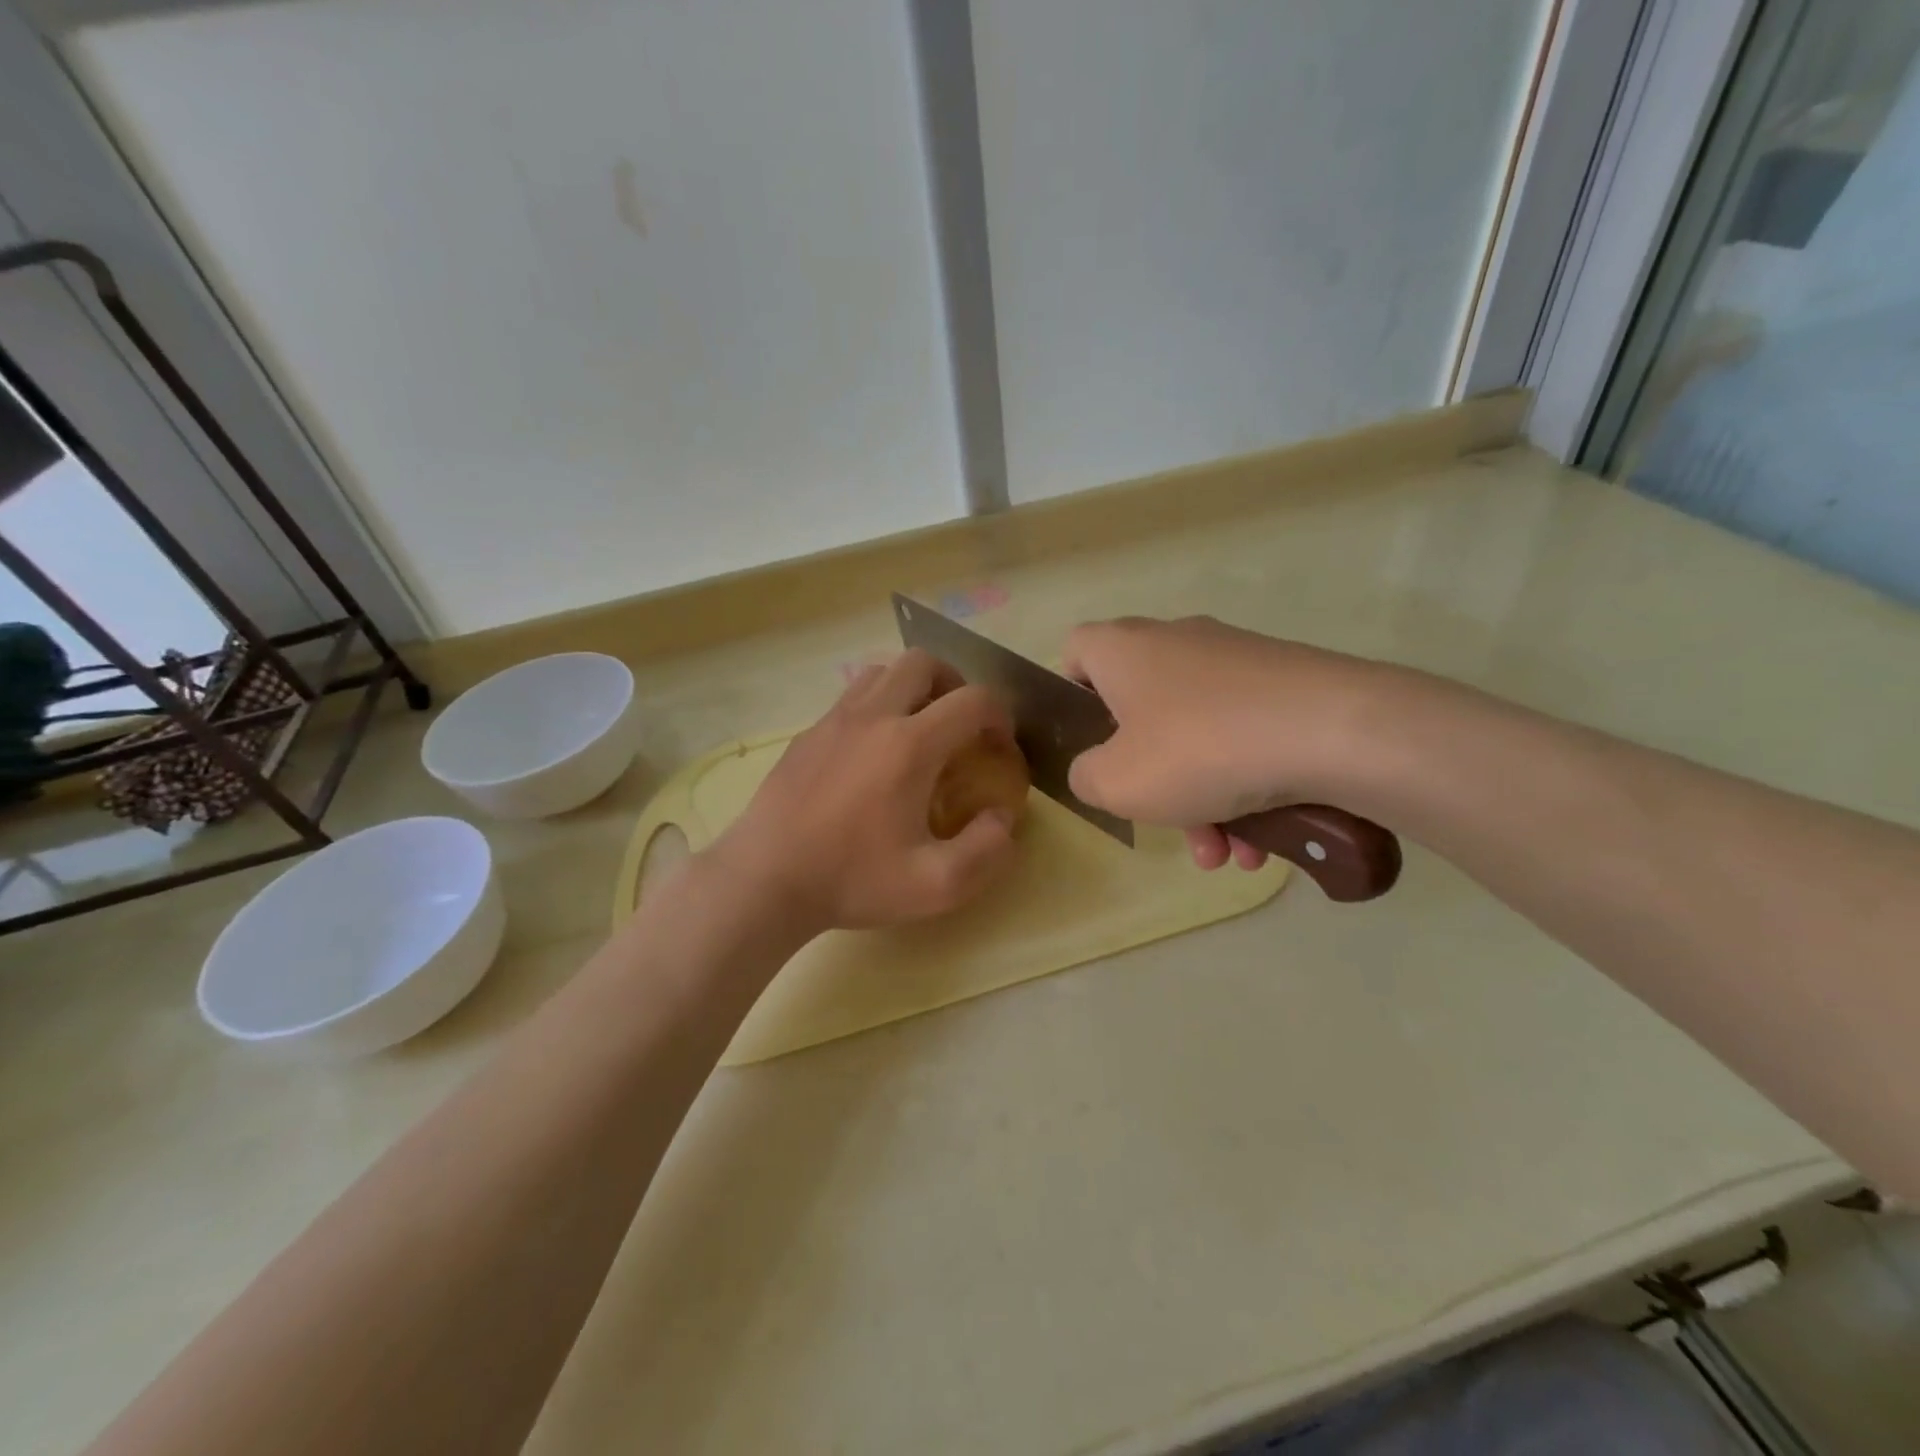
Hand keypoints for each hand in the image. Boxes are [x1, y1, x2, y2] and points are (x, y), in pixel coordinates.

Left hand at [708, 650, 1018, 935]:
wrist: (766, 880)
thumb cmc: (853, 880)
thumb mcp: (937, 885)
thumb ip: (987, 850)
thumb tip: (1003, 818)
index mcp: (910, 745)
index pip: (973, 700)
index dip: (1000, 715)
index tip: (999, 745)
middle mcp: (873, 716)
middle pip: (923, 662)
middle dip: (954, 684)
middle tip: (959, 725)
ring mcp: (833, 720)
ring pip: (882, 671)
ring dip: (911, 688)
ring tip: (918, 730)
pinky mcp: (807, 734)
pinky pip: (851, 697)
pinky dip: (876, 706)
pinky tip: (871, 754)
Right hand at [1062, 616, 1394, 870]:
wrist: (1335, 730)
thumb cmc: (1200, 750)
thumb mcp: (1117, 782)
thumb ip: (1085, 777)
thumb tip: (1098, 770)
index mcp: (1124, 649)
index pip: (1077, 652)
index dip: (1072, 697)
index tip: (1091, 745)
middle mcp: (1176, 641)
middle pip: (1141, 711)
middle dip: (1152, 779)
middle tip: (1168, 826)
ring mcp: (1236, 660)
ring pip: (1197, 733)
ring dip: (1202, 799)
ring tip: (1227, 854)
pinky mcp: (1286, 681)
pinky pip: (1245, 736)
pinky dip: (1245, 785)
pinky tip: (1263, 839)